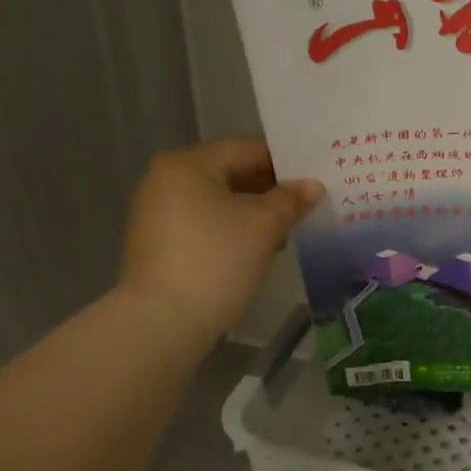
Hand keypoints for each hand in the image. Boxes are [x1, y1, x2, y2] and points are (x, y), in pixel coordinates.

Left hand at [118, 138, 323, 342]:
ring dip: (252, 212)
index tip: (314, 179)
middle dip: (269, 189)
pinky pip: (202, 224)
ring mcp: (157, 213)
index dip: (284, 162)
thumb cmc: (216, 260)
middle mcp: (165, 180)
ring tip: (287, 231)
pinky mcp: (158, 244)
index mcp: (188, 164)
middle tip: (306, 205)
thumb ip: (290, 200)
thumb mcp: (263, 226)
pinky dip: (230, 230)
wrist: (163, 322)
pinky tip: (256, 250)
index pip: (246, 149)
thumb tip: (312, 185)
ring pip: (217, 201)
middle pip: (229, 173)